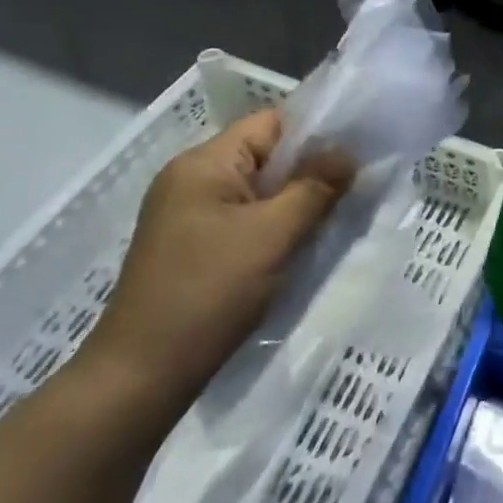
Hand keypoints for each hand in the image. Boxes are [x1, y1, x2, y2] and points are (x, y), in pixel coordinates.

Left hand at [76, 110, 350, 414]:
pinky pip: (247, 223)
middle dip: (312, 172)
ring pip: (260, 194)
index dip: (317, 132)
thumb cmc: (208, 293)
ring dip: (297, 204)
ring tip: (338, 218)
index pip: (271, 124)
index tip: (360, 151)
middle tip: (357, 188)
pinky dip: (277, 229)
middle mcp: (192, 181)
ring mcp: (190, 217)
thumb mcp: (272, 234)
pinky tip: (304, 247)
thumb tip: (349, 152)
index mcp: (203, 164)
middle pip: (266, 158)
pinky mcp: (194, 250)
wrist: (143, 377)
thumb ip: (315, 187)